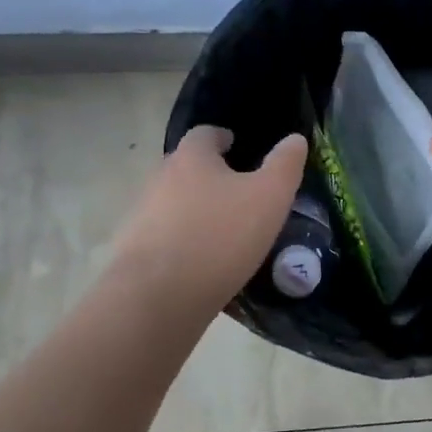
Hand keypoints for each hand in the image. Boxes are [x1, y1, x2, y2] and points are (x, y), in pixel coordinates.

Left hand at [110, 127, 307, 304]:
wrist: (158, 296)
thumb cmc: (221, 236)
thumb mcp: (270, 197)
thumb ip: (285, 165)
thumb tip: (295, 139)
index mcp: (192, 158)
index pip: (204, 134)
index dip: (222, 138)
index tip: (237, 147)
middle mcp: (160, 178)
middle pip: (186, 167)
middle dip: (210, 175)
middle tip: (238, 191)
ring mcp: (142, 215)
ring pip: (174, 203)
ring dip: (196, 210)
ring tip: (225, 230)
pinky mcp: (135, 251)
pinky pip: (165, 237)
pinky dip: (184, 241)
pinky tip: (203, 262)